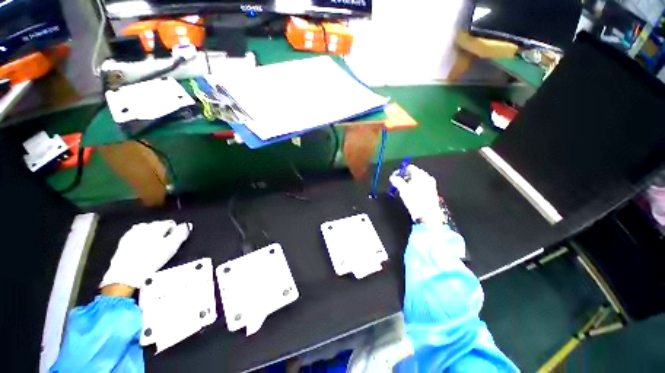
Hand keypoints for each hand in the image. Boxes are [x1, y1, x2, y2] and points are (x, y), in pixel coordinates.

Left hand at [100, 220, 192, 288]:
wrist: (125, 275)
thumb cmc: (150, 261)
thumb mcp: (171, 247)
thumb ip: (181, 233)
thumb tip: (187, 225)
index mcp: (156, 226)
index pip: (170, 223)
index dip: (175, 231)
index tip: (175, 240)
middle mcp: (143, 226)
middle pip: (157, 225)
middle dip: (162, 232)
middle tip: (165, 245)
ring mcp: (131, 233)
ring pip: (146, 230)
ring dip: (151, 235)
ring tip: (154, 246)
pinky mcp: (123, 242)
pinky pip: (135, 236)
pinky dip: (141, 239)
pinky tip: (142, 248)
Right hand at [389, 165, 444, 223]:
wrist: (428, 214)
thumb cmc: (416, 201)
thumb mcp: (403, 190)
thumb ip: (397, 181)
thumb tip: (393, 177)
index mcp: (421, 175)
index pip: (410, 168)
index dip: (401, 171)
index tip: (396, 176)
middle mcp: (427, 178)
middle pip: (414, 173)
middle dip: (406, 177)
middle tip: (398, 183)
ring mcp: (431, 184)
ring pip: (418, 180)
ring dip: (410, 182)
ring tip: (404, 189)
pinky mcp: (431, 191)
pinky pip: (422, 185)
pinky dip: (415, 187)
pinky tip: (411, 193)